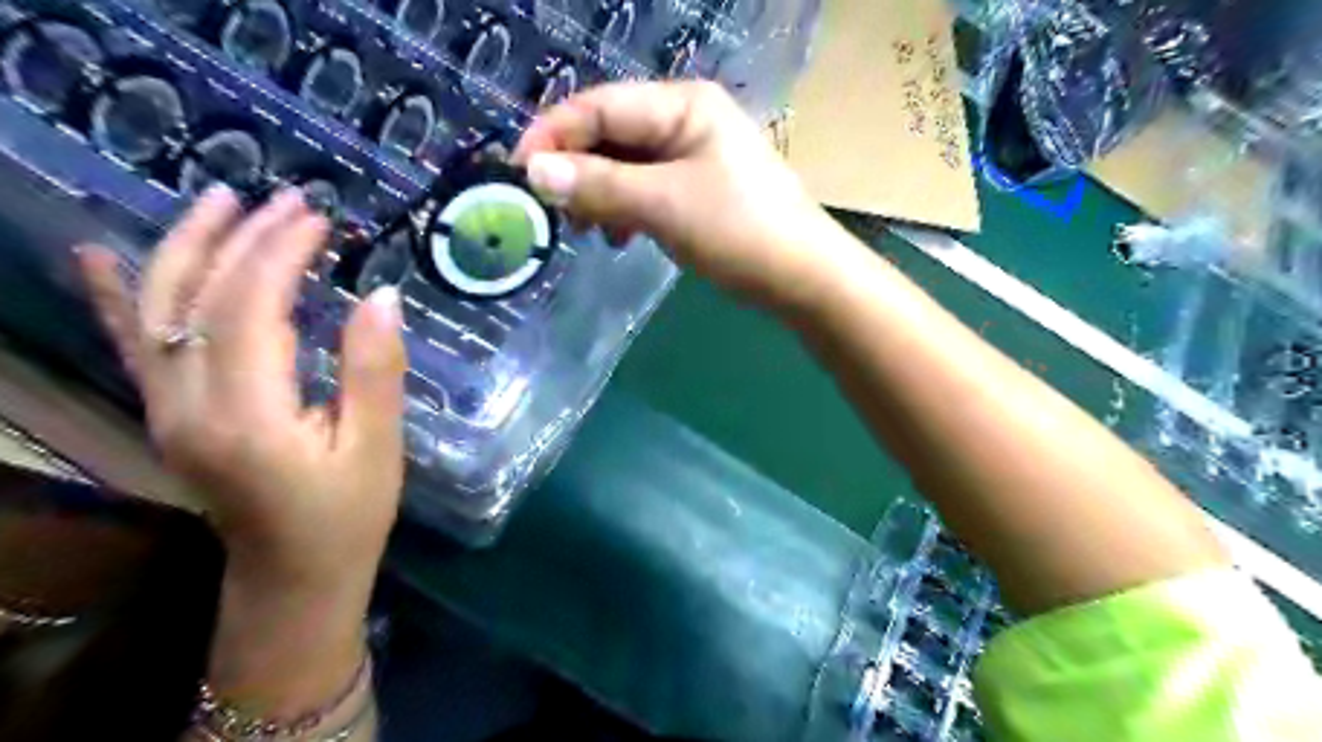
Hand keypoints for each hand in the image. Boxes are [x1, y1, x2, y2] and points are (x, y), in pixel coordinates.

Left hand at [77, 184, 406, 592]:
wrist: (292, 577)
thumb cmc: (347, 516)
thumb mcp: (377, 448)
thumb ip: (374, 372)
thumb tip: (380, 296)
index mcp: (247, 417)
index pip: (247, 309)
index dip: (279, 254)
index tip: (318, 219)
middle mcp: (187, 407)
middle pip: (198, 299)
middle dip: (242, 240)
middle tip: (287, 201)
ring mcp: (165, 411)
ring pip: (155, 311)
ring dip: (186, 248)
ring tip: (220, 200)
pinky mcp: (168, 415)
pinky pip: (133, 345)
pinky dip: (116, 296)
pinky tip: (100, 255)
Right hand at [509, 78, 851, 310]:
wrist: (802, 277)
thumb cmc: (738, 231)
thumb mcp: (663, 204)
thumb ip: (599, 185)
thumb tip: (535, 172)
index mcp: (682, 105)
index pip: (600, 106)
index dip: (552, 135)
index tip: (515, 174)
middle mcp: (686, 120)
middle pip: (611, 134)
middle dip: (576, 170)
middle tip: (549, 210)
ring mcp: (694, 156)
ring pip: (626, 165)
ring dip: (599, 194)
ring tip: (585, 231)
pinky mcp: (698, 190)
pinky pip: (646, 190)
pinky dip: (625, 210)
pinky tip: (619, 236)